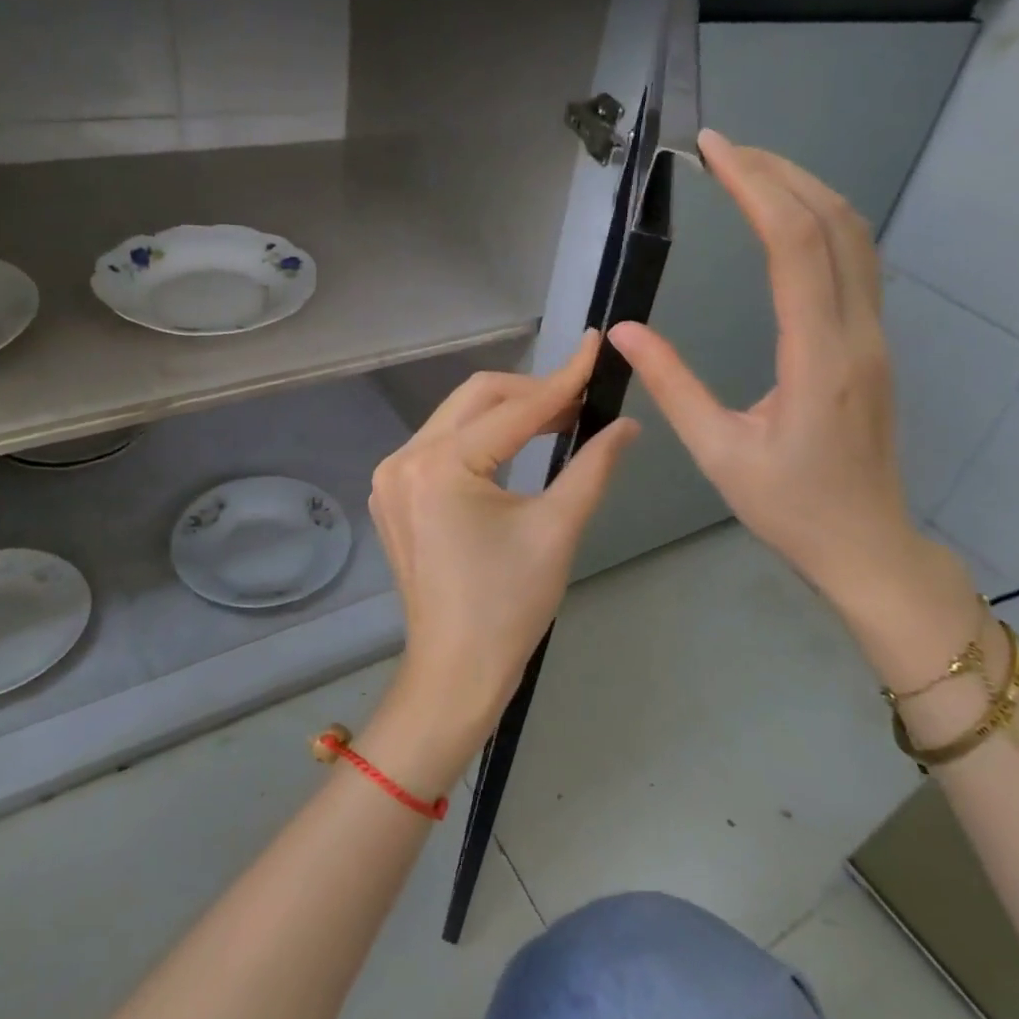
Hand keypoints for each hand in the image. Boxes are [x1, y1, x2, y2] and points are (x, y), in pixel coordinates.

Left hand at [367, 331, 639, 755]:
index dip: (563, 378)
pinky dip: (480, 439)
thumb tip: (626, 424)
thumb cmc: (509, 606)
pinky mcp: (393, 495)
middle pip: (476, 398)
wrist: (455, 671)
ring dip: (506, 414)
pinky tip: (513, 450)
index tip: (597, 346)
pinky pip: (441, 446)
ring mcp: (391, 477)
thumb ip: (593, 466)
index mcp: (441, 466)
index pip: (514, 408)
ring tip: (557, 422)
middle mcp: (404, 459)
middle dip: (532, 393)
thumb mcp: (557, 529)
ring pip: (457, 418)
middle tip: (581, 401)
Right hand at [608, 130, 924, 610]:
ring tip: (751, 169)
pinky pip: (856, 262)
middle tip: (724, 147)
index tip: (714, 149)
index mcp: (818, 358)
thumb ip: (672, 385)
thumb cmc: (790, 508)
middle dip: (780, 172)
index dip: (755, 186)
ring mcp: (873, 336)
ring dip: (806, 190)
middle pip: (834, 223)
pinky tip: (786, 219)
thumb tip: (623, 330)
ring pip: (855, 237)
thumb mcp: (718, 453)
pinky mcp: (872, 344)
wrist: (866, 545)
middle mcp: (856, 334)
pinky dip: (821, 222)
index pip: (795, 245)